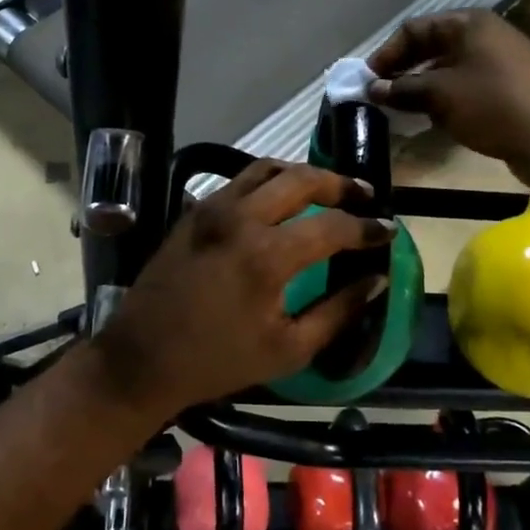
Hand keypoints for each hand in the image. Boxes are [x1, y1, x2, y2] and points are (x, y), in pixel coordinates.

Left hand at [92, 161, 393, 421]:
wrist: (142, 357)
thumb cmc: (217, 361)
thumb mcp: (288, 349)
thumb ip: (338, 311)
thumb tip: (375, 280)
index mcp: (267, 256)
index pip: (333, 226)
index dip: (367, 228)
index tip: (387, 231)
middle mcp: (241, 218)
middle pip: (302, 179)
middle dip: (340, 184)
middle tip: (363, 196)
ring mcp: (213, 208)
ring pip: (268, 169)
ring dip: (304, 174)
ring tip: (327, 190)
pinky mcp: (195, 210)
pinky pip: (241, 180)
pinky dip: (270, 181)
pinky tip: (282, 199)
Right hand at [367, 9, 529, 185]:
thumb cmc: (492, 104)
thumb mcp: (440, 94)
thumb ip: (403, 89)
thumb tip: (373, 89)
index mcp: (469, 24)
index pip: (415, 28)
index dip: (387, 52)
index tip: (369, 80)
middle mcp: (486, 35)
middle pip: (433, 46)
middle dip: (404, 69)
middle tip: (382, 95)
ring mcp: (501, 61)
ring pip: (450, 68)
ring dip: (423, 86)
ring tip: (403, 109)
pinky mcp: (511, 88)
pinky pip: (468, 85)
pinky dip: (446, 98)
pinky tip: (435, 119)